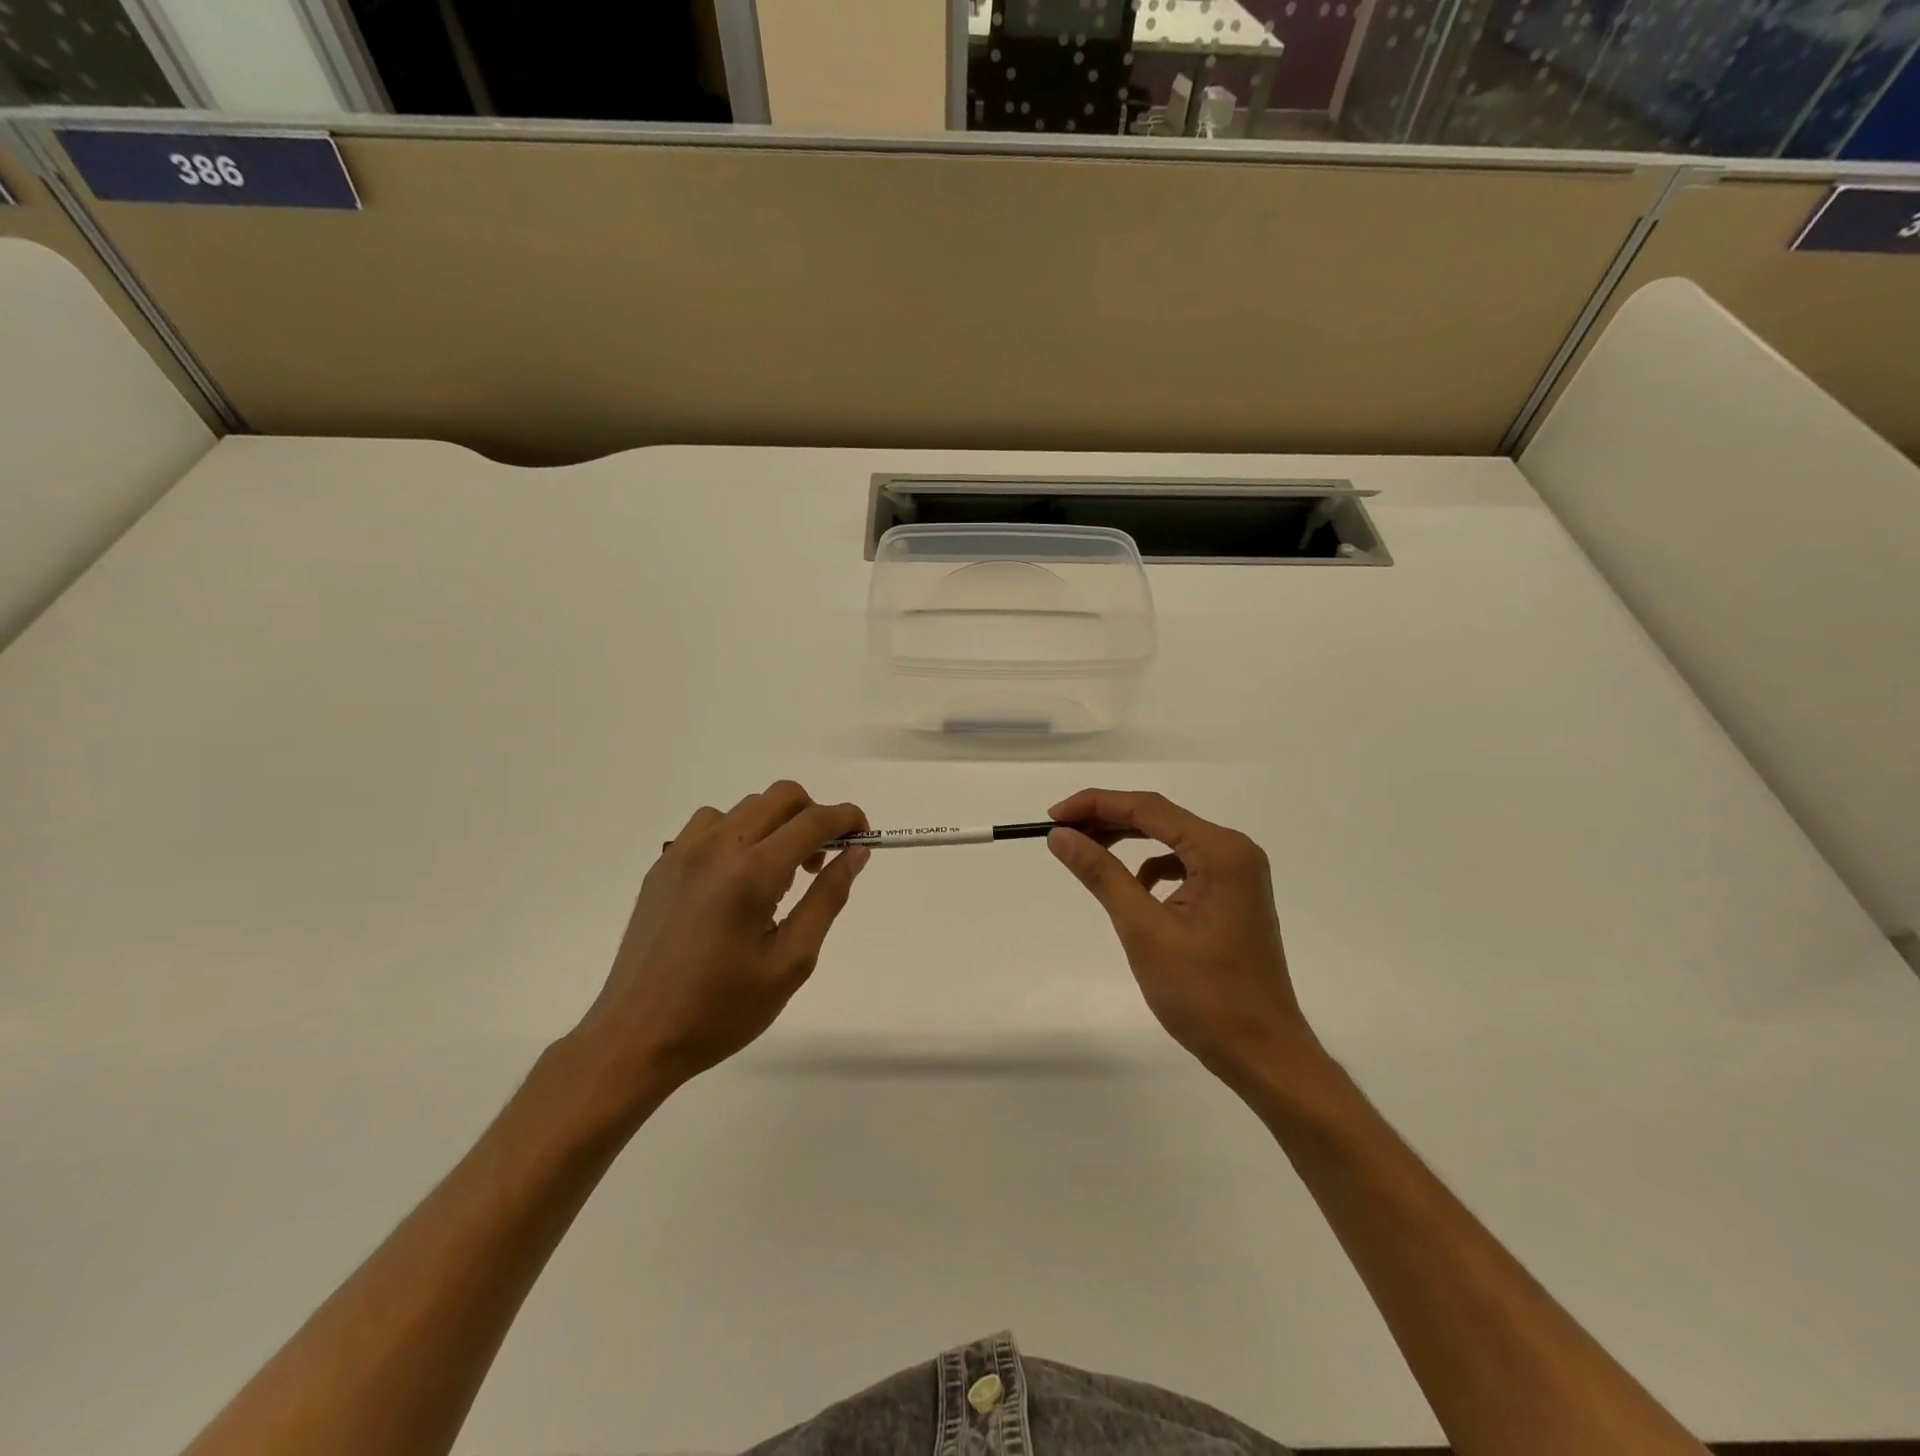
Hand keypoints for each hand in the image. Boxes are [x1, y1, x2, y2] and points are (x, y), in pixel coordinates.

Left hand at [571, 781, 869, 1096]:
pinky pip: (711, 824)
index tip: (864, 836)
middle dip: (814, 816)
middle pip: (781, 796)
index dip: (848, 818)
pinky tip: (737, 878)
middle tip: (822, 860)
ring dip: (776, 825)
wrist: (636, 1037)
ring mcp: (683, 851)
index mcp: (751, 873)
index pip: (814, 820)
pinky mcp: (663, 864)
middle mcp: (717, 847)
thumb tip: (856, 853)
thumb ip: (827, 898)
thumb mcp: (791, 962)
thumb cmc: (721, 1009)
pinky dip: (739, 833)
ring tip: (778, 876)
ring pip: (746, 807)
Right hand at [1048, 789, 1323, 1093]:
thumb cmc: (1204, 993)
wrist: (1263, 1053)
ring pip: (1169, 841)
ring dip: (1127, 843)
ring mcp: (1238, 874)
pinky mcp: (1233, 897)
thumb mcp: (1144, 929)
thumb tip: (1061, 836)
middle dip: (1107, 821)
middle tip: (1061, 833)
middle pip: (1159, 819)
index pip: (1148, 808)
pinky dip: (1151, 868)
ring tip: (1086, 853)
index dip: (1095, 804)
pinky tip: (1132, 889)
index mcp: (1221, 851)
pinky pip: (1183, 866)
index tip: (1052, 816)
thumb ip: (1102, 874)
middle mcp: (1234, 851)